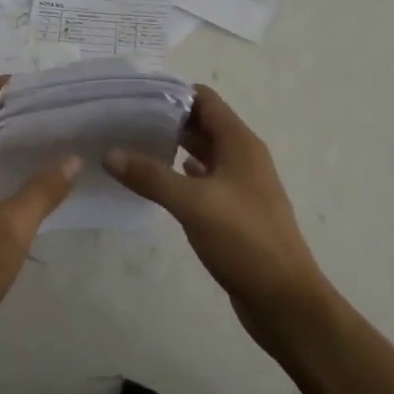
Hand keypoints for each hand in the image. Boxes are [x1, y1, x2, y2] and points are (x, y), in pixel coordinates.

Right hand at [104, 85, 327, 349]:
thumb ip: (151, 176)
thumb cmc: (244, 240)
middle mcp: (242, 157)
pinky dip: (181, 176)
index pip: (204, 99)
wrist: (284, 300)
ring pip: (203, 154)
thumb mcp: (193, 203)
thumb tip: (109, 153)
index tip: (133, 95)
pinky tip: (157, 181)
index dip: (171, 93)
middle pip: (202, 124)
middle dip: (166, 119)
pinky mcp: (234, 212)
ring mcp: (240, 186)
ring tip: (132, 145)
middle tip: (124, 120)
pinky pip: (204, 181)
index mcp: (240, 143)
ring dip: (172, 147)